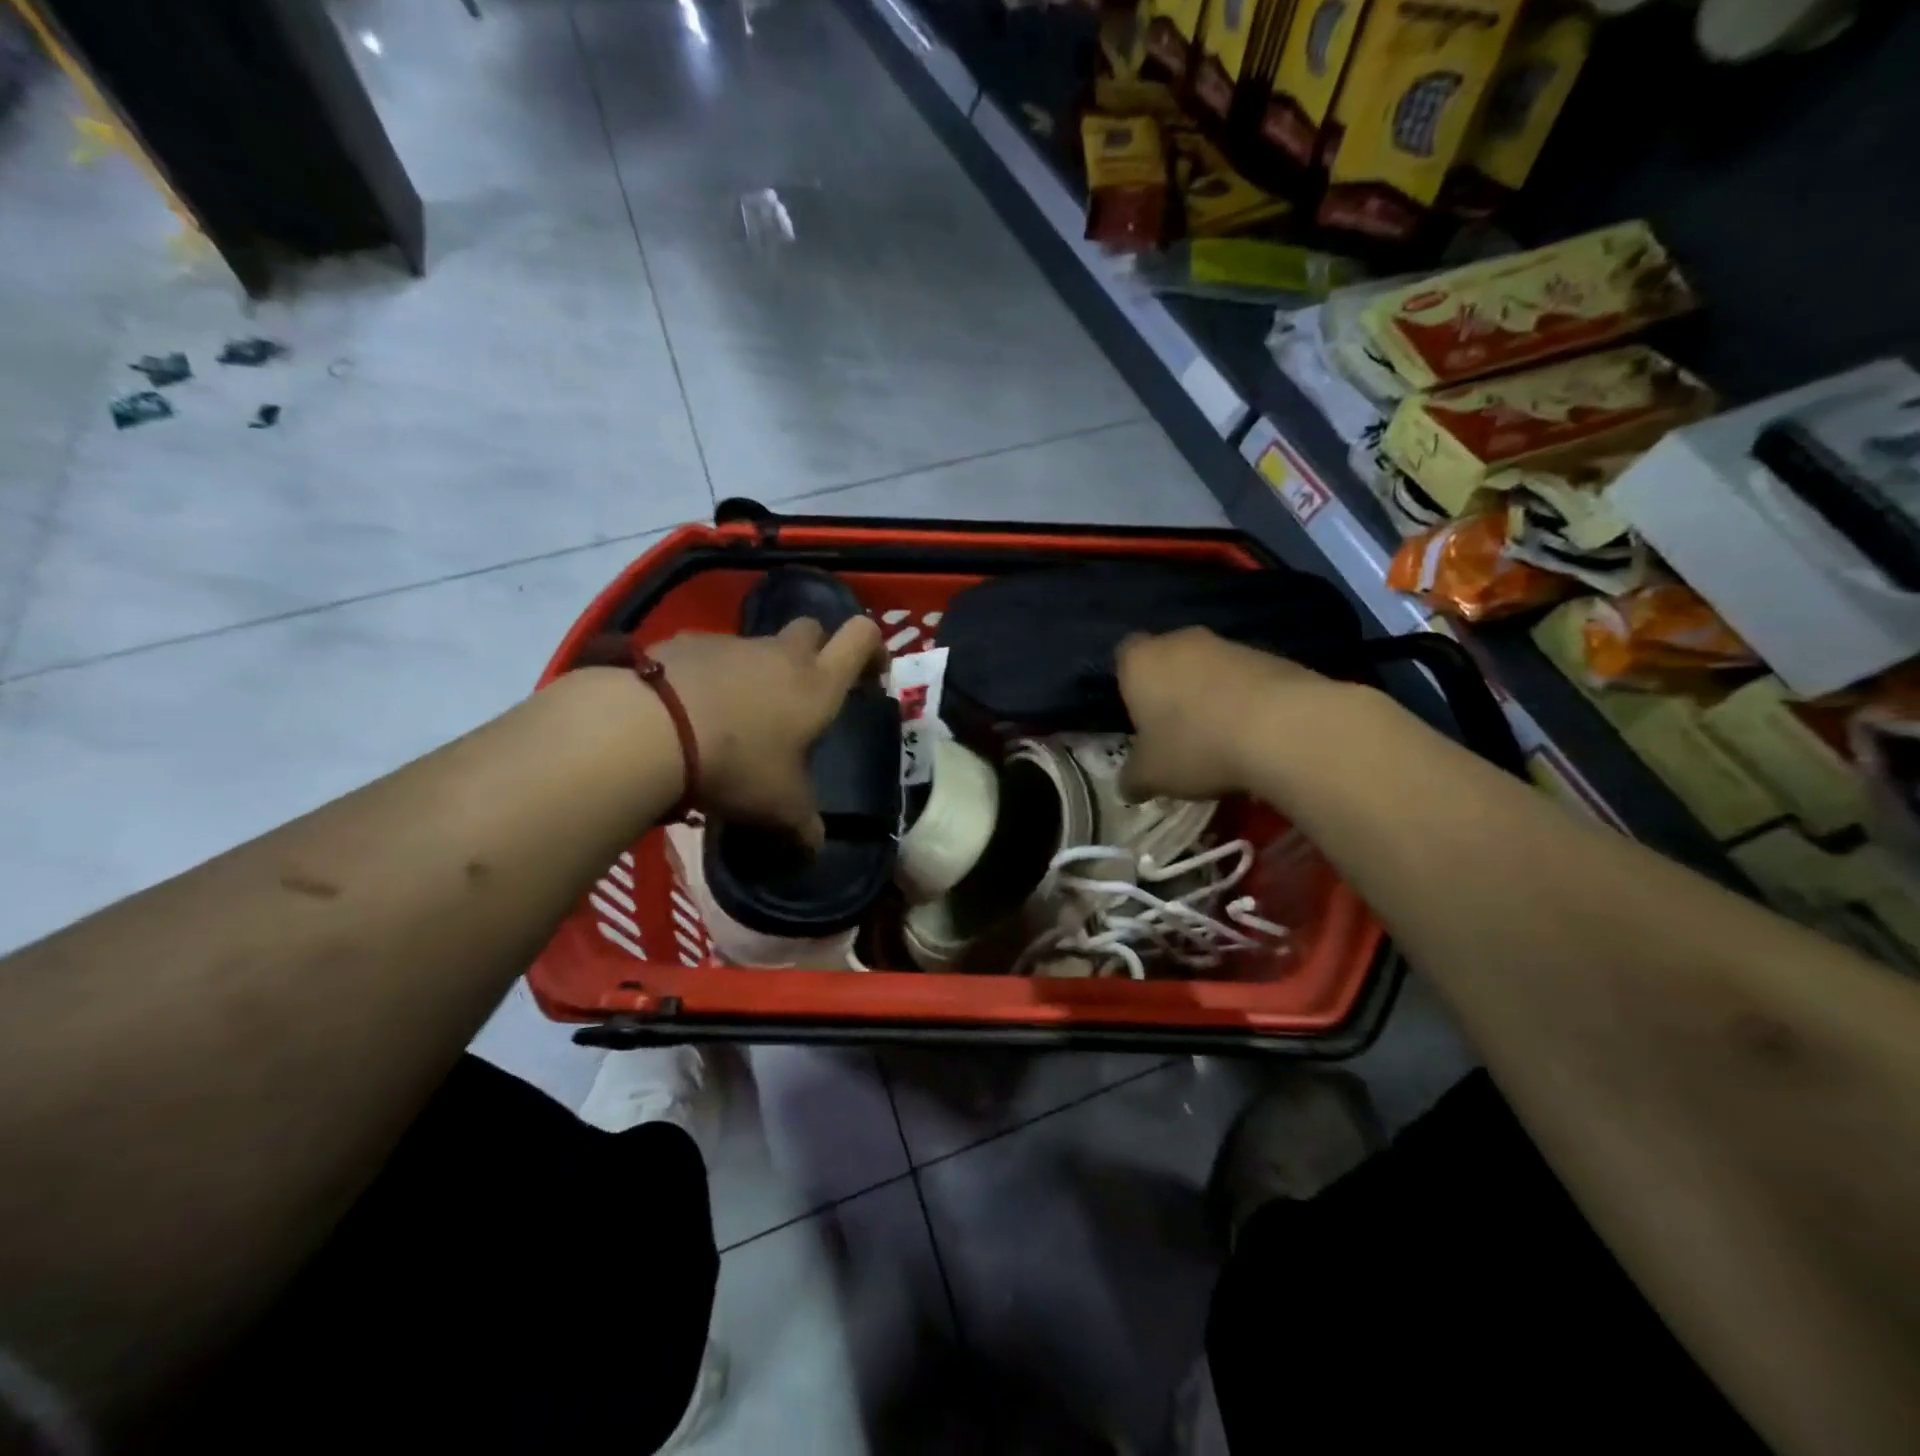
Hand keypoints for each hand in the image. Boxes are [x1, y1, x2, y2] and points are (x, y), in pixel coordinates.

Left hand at [650, 619, 884, 846]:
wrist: (650, 728)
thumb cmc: (737, 764)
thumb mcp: (779, 807)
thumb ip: (803, 826)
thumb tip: (815, 847)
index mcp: (817, 684)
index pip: (861, 638)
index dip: (873, 648)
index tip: (870, 673)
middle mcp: (780, 654)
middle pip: (811, 629)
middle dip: (816, 650)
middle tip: (803, 692)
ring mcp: (731, 643)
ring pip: (757, 646)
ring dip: (757, 670)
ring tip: (736, 715)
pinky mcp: (685, 643)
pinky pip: (709, 655)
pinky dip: (710, 676)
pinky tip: (690, 711)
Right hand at [1117, 627, 1333, 800]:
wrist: (1284, 728)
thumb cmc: (1195, 746)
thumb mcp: (1151, 776)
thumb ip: (1133, 778)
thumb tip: (1129, 786)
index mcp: (1141, 661)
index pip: (1123, 657)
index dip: (1129, 686)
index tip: (1139, 718)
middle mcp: (1182, 641)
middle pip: (1170, 661)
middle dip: (1172, 691)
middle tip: (1177, 733)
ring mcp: (1230, 645)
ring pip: (1210, 669)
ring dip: (1212, 696)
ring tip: (1221, 741)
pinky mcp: (1274, 657)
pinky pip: (1248, 680)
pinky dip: (1247, 702)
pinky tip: (1255, 737)